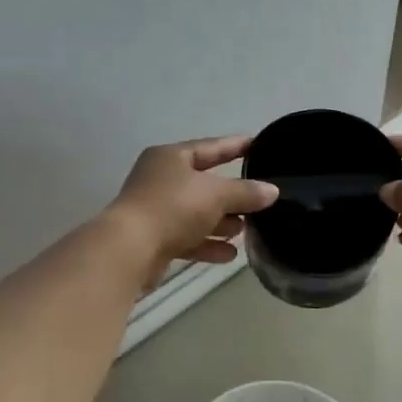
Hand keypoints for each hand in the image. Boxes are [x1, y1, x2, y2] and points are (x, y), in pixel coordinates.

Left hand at [105, 136, 278, 277]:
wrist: (129, 250)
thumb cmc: (173, 208)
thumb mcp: (216, 194)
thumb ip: (246, 192)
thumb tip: (272, 191)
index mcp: (171, 158)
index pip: (210, 147)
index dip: (236, 146)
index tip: (259, 146)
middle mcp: (160, 180)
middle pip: (204, 184)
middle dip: (231, 195)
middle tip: (259, 200)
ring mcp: (155, 210)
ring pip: (196, 213)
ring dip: (220, 223)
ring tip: (245, 230)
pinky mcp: (154, 240)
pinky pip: (187, 238)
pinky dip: (207, 244)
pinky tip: (228, 255)